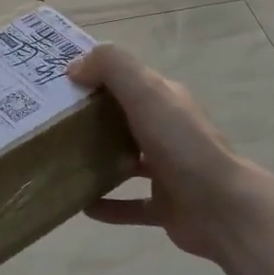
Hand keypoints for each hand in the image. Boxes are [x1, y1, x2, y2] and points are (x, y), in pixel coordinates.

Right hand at [67, 44, 273, 261]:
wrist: (222, 209)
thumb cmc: (182, 145)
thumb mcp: (147, 93)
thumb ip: (113, 68)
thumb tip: (75, 66)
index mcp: (166, 101)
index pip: (128, 80)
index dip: (96, 76)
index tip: (58, 82)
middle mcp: (169, 132)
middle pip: (125, 119)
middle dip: (92, 119)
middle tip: (51, 123)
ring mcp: (169, 171)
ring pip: (127, 161)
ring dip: (99, 161)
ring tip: (63, 162)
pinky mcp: (165, 206)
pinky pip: (130, 205)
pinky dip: (108, 205)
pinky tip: (81, 206)